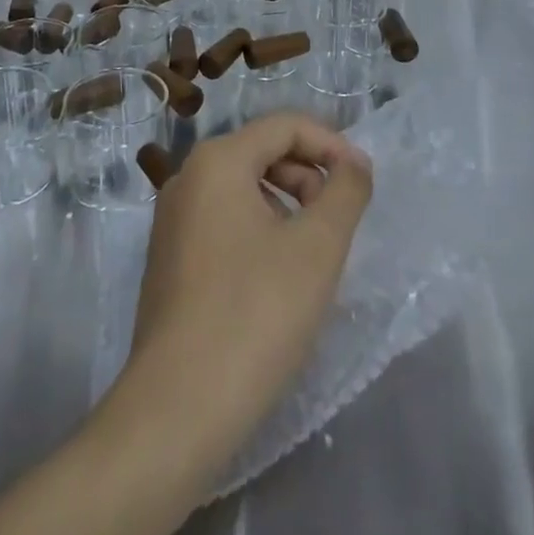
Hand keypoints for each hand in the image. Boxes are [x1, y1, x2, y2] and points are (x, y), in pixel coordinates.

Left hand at [127, 114, 372, 454]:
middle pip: (262, 153)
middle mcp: (188, 177)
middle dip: (308, 176)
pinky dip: (260, 231)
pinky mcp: (169, 258)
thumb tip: (355, 163)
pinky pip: (224, 221)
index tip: (363, 181)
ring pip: (244, 189)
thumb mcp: (317, 247)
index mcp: (217, 161)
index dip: (331, 144)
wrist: (178, 408)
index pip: (285, 126)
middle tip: (339, 222)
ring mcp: (172, 219)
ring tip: (313, 254)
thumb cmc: (255, 314)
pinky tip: (277, 279)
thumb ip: (345, 192)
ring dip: (287, 206)